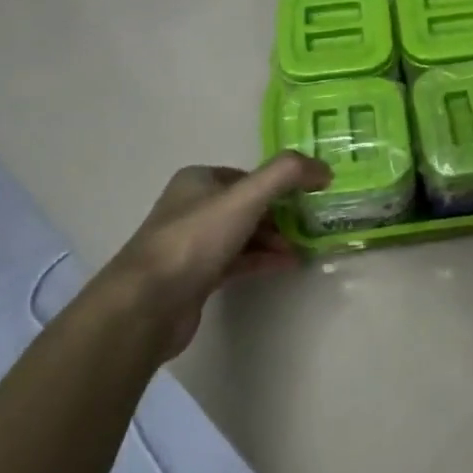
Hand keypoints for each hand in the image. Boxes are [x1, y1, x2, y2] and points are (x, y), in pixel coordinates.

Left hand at [100, 152, 330, 357]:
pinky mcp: (196, 276)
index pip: (248, 175)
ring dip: (274, 239)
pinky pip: (237, 261)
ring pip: (243, 234)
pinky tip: (286, 265)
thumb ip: (287, 174)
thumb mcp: (246, 197)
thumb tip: (323, 169)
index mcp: (198, 180)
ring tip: (303, 249)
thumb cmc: (196, 240)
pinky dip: (262, 260)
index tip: (310, 198)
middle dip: (280, 214)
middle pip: (248, 204)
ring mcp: (192, 244)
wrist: (148, 303)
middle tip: (310, 226)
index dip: (280, 184)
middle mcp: (192, 206)